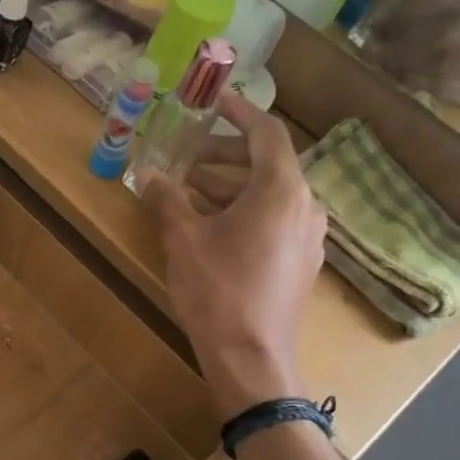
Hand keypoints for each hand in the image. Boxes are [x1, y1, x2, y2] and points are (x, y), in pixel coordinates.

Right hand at [141, 94, 326, 416]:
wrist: (251, 359)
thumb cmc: (217, 291)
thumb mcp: (183, 239)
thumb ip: (168, 199)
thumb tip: (151, 175)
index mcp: (281, 190)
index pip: (265, 132)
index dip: (238, 111)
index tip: (211, 100)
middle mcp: (305, 206)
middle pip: (267, 163)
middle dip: (225, 154)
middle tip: (187, 156)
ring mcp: (308, 237)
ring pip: (269, 194)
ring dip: (230, 185)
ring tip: (189, 191)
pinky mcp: (301, 262)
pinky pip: (274, 220)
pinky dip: (244, 210)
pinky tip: (212, 226)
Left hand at [373, 0, 459, 131]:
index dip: (423, 0)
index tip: (392, 2)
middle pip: (450, 31)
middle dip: (404, 32)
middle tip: (375, 32)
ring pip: (445, 63)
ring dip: (404, 60)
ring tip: (378, 54)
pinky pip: (451, 91)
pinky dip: (419, 83)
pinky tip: (399, 76)